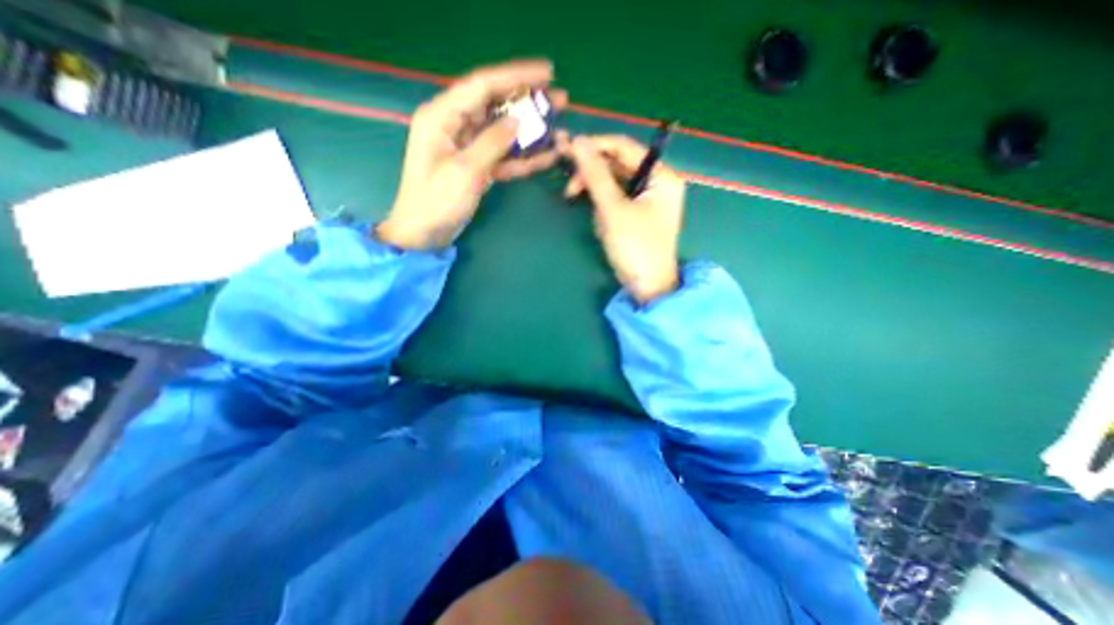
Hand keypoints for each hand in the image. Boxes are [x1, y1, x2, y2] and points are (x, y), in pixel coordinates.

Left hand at [381, 59, 567, 250]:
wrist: (425, 233)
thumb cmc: (437, 201)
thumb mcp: (466, 170)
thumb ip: (492, 142)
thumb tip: (517, 122)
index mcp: (442, 116)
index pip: (483, 85)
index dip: (516, 76)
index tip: (547, 72)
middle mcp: (455, 125)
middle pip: (496, 105)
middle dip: (528, 102)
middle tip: (558, 100)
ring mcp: (468, 147)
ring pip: (503, 132)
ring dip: (530, 131)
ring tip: (559, 127)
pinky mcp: (477, 166)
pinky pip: (503, 156)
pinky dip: (523, 157)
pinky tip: (546, 156)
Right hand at [566, 134, 688, 304]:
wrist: (647, 287)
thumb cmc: (635, 248)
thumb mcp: (613, 210)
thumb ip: (595, 175)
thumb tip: (577, 141)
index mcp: (661, 175)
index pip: (624, 147)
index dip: (594, 146)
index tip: (567, 151)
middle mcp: (657, 181)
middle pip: (618, 165)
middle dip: (594, 179)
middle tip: (570, 191)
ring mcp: (648, 198)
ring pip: (614, 184)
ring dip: (599, 201)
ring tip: (599, 223)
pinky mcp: (638, 213)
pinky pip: (616, 201)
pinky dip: (605, 212)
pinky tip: (604, 228)